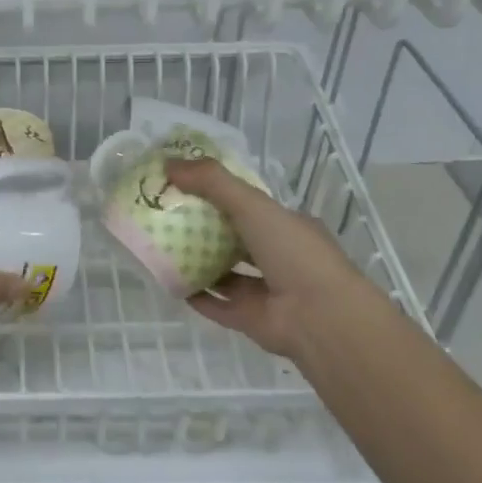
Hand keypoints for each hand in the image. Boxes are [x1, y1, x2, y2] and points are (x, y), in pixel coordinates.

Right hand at [165, 159, 400, 359]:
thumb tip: (167, 163)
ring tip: (162, 246)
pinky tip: (168, 281)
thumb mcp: (253, 204)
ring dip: (197, 260)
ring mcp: (264, 290)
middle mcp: (278, 257)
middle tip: (166, 214)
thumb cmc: (293, 252)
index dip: (219, 193)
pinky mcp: (249, 318)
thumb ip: (212, 182)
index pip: (250, 206)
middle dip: (203, 227)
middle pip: (234, 238)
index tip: (185, 185)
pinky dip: (194, 294)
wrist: (319, 318)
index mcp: (287, 226)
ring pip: (224, 272)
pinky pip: (215, 303)